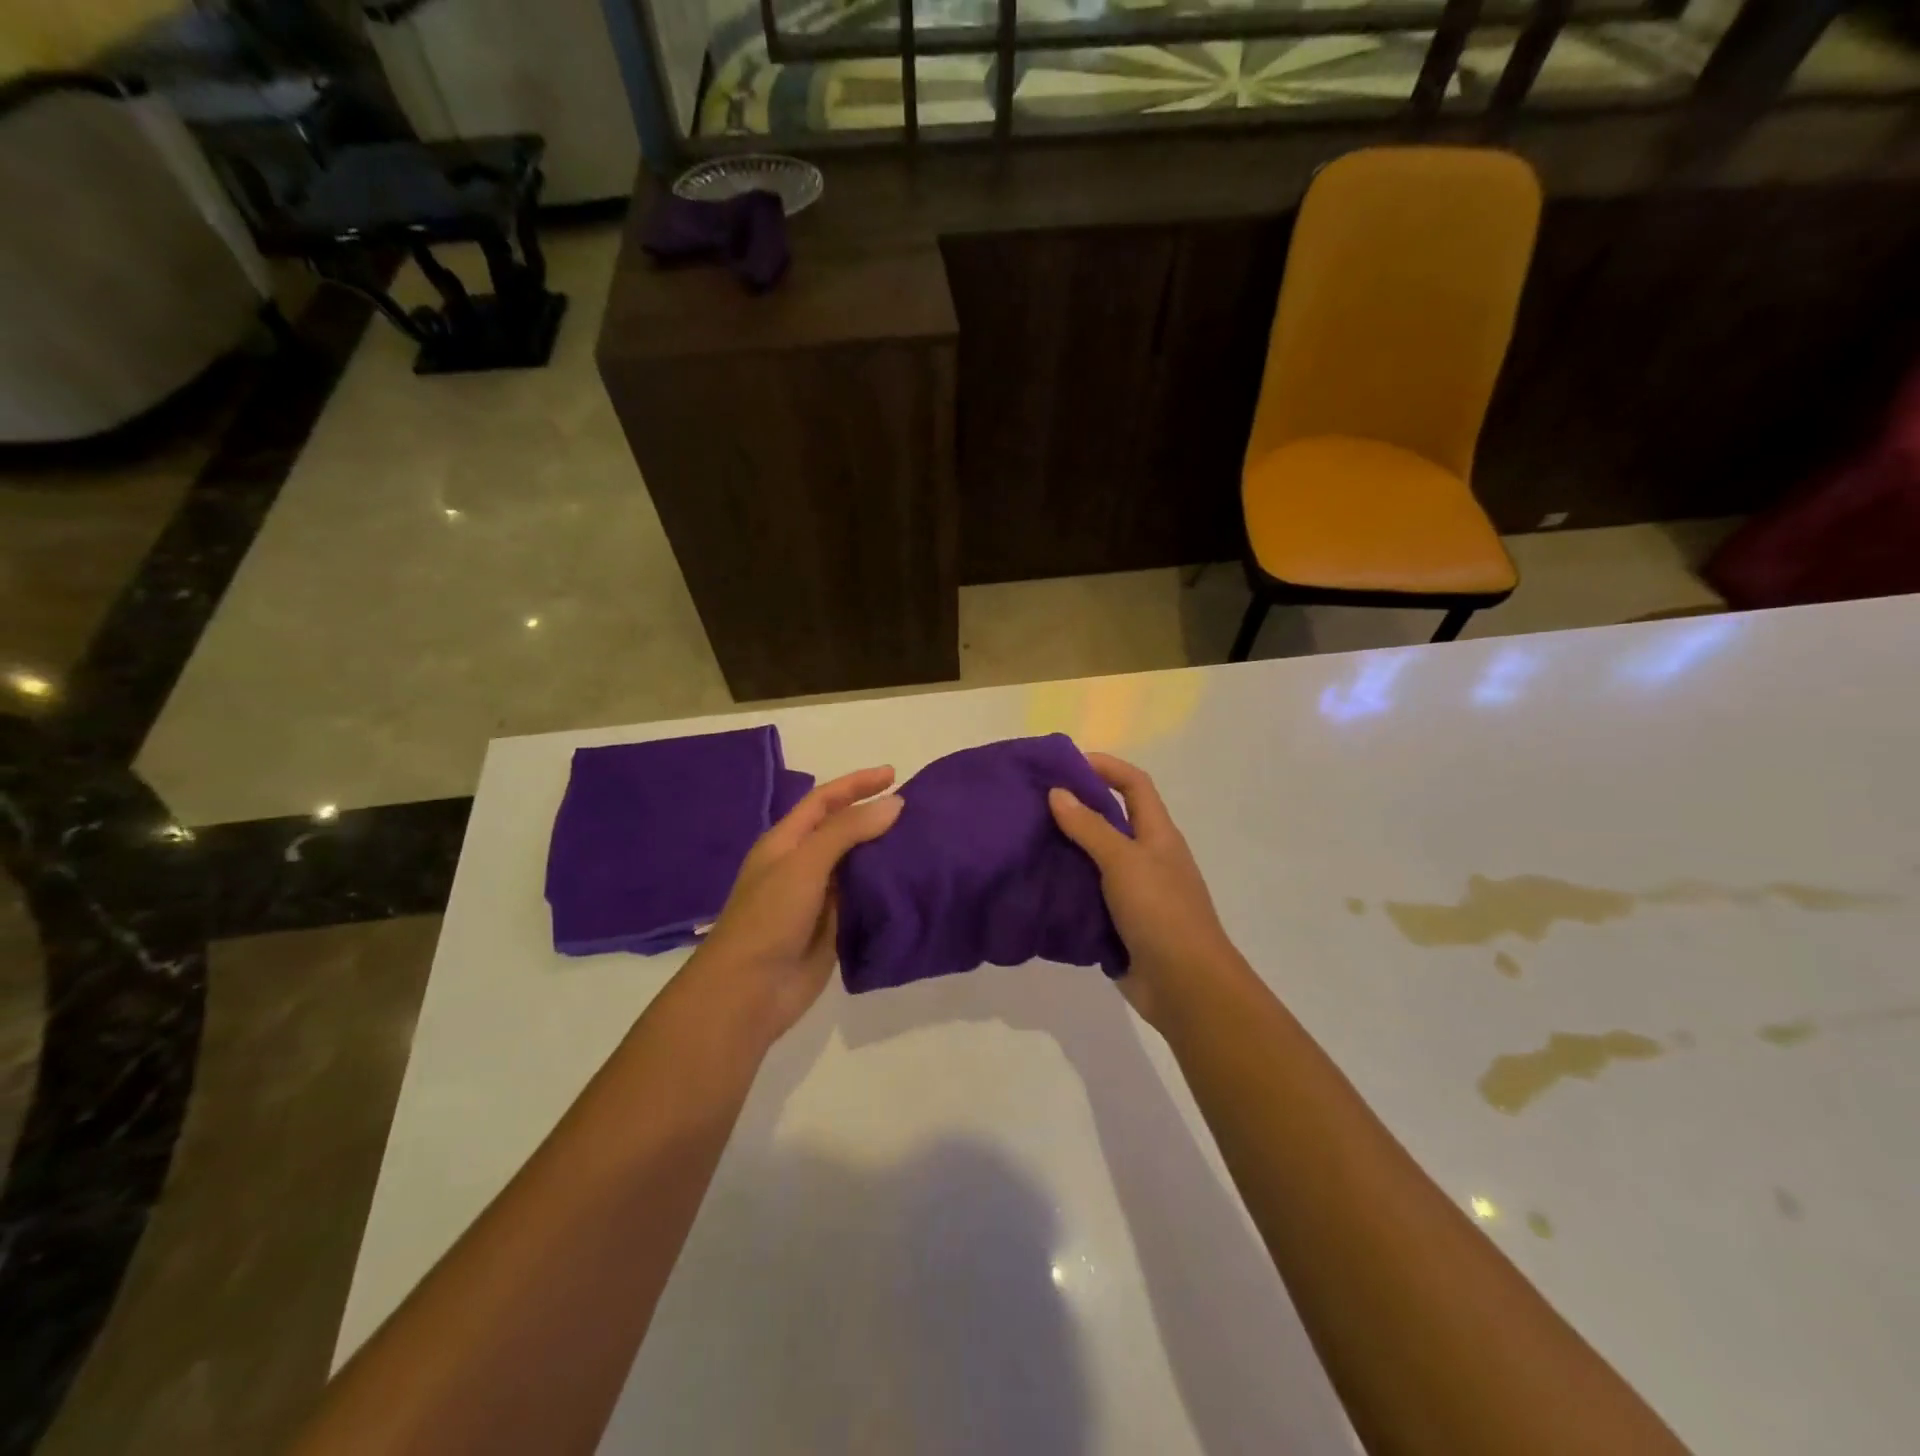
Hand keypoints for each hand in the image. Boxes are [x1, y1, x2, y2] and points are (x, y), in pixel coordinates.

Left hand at [685, 766, 903, 1046]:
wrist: (748, 991)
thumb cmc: (769, 918)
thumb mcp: (804, 864)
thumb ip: (847, 831)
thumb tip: (894, 804)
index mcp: (785, 842)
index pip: (824, 801)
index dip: (856, 783)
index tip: (894, 775)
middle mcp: (801, 865)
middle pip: (843, 831)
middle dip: (874, 816)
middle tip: (917, 811)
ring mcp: (818, 898)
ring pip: (857, 865)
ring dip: (884, 853)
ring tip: (923, 842)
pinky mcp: (834, 928)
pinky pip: (864, 899)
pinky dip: (885, 888)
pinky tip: (912, 882)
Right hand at [1049, 753, 1247, 1028]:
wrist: (1186, 986)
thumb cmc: (1161, 912)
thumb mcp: (1124, 861)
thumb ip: (1089, 827)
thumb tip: (1057, 792)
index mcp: (1157, 834)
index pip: (1134, 784)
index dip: (1105, 767)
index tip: (1065, 764)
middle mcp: (1147, 857)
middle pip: (1111, 819)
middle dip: (1076, 807)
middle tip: (1033, 803)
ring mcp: (1134, 892)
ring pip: (1095, 859)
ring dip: (1066, 849)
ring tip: (1026, 840)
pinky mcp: (1119, 922)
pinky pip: (1088, 895)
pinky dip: (1066, 887)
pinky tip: (1036, 884)